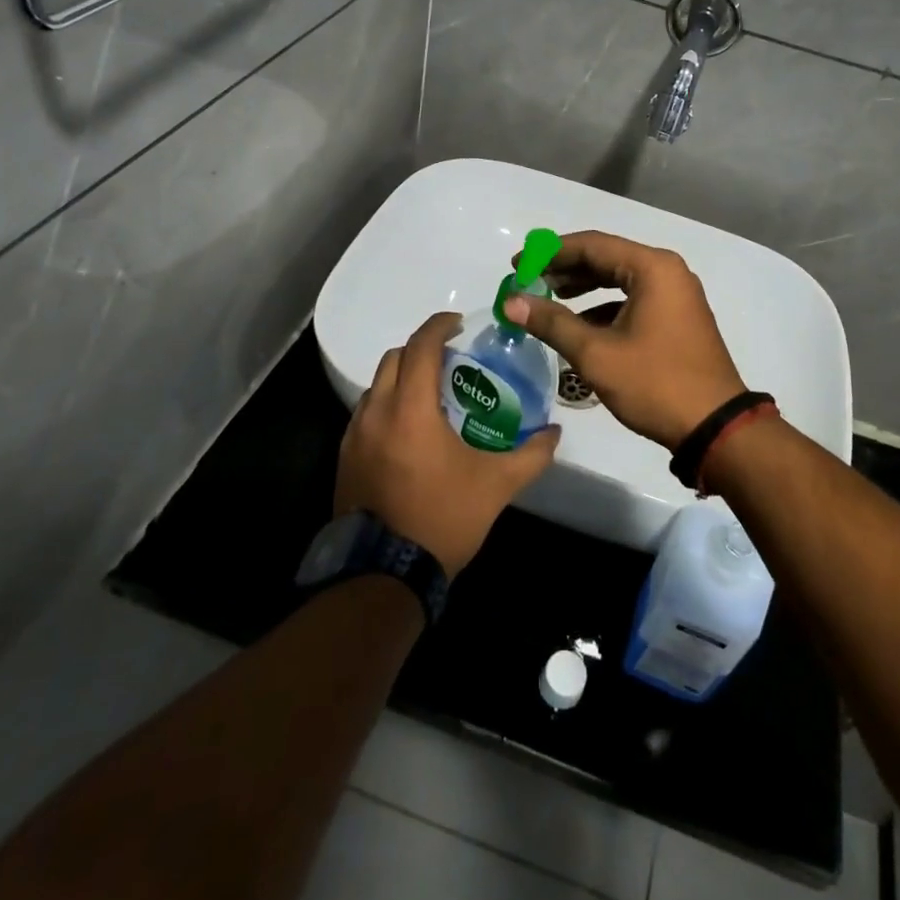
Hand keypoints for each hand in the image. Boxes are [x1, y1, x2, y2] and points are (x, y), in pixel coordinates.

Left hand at [334, 311, 559, 577]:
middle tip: (450, 361)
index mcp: (410, 409)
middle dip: (421, 350)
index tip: (459, 324)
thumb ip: (530, 455)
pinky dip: (387, 406)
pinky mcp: (345, 459)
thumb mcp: (496, 486)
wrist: (384, 575)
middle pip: (394, 358)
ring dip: (402, 379)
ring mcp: (354, 436)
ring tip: (432, 396)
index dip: (439, 327)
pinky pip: (366, 414)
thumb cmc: (442, 518)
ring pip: (376, 386)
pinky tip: (409, 433)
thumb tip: (555, 433)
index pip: (420, 347)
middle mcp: (376, 412)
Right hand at [503, 230, 746, 451]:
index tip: (517, 265)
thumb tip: (510, 302)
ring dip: (583, 288)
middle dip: (565, 269)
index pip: (592, 245)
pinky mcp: (678, 318)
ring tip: (548, 301)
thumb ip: (552, 322)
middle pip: (606, 258)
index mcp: (652, 268)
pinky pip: (634, 299)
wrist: (716, 428)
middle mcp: (668, 272)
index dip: (549, 253)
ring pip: (620, 279)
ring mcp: (677, 295)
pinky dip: (605, 307)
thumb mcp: (596, 353)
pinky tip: (581, 326)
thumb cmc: (655, 383)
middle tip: (528, 283)